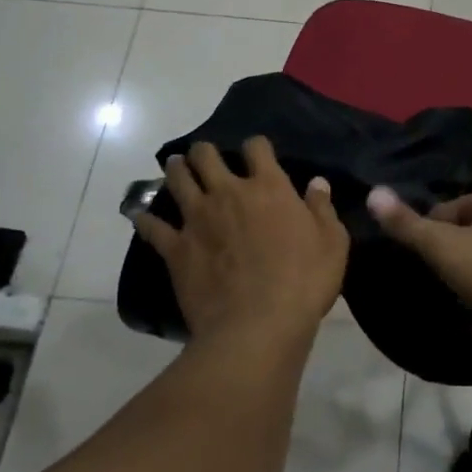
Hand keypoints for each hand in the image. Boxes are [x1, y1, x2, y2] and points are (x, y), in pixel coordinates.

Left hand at [134, 138, 346, 347]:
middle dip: (204, 152)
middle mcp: (228, 193)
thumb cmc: (304, 282)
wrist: (257, 325)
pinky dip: (145, 219)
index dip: (256, 146)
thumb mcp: (332, 243)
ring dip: (175, 170)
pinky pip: (153, 226)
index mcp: (269, 188)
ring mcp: (197, 219)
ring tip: (176, 169)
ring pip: (177, 180)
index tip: (257, 153)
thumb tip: (317, 182)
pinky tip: (139, 214)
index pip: (257, 148)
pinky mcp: (176, 248)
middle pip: (206, 156)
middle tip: (204, 157)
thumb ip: (322, 208)